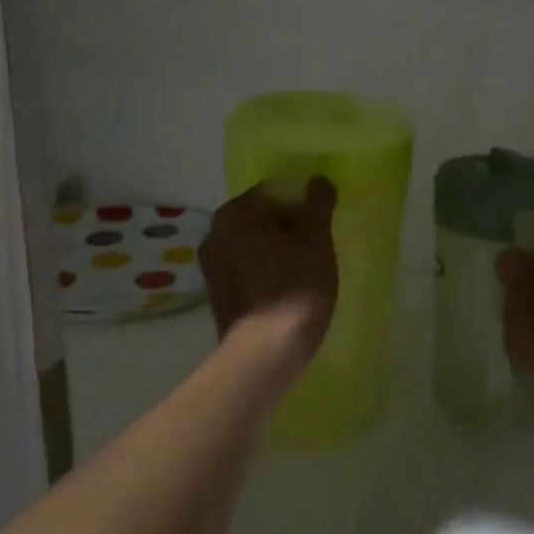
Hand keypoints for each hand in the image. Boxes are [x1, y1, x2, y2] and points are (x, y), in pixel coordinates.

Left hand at [200, 176, 338, 371]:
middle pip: (260, 218)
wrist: (266, 353)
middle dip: (288, 225)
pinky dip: (267, 272)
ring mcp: (212, 268)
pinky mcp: (219, 297)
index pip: (272, 190)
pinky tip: (289, 288)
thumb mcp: (315, 239)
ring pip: (253, 246)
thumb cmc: (294, 287)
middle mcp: (214, 235)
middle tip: (318, 243)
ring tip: (307, 267)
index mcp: (233, 215)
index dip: (301, 201)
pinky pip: (248, 271)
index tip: (321, 221)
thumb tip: (317, 180)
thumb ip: (317, 204)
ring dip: (278, 250)